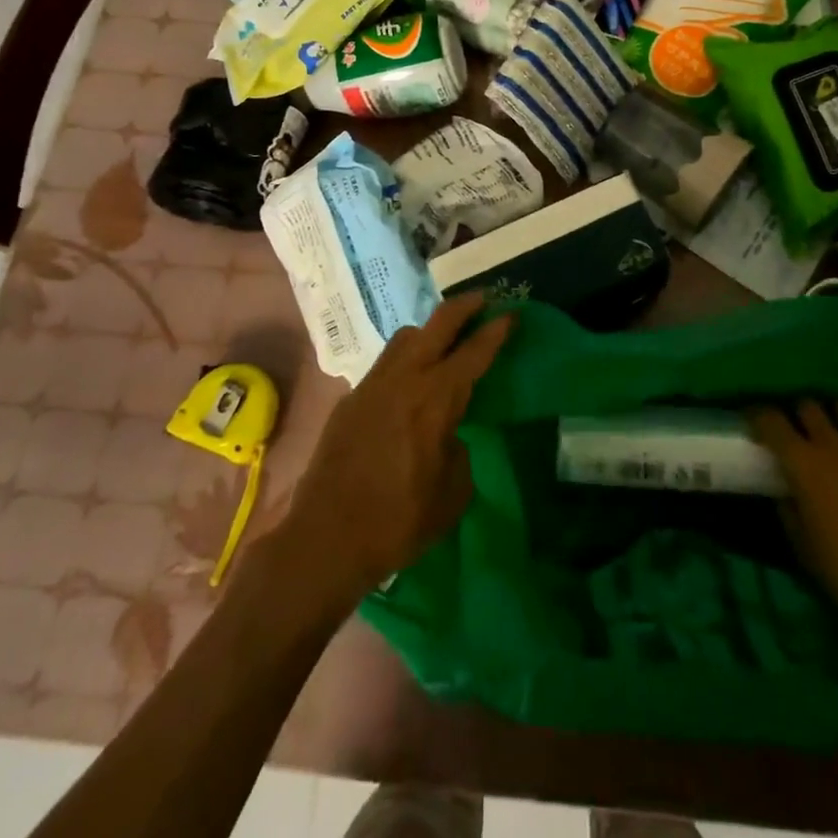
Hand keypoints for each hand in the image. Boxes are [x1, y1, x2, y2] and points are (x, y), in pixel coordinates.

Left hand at [280, 292, 512, 603]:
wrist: (326, 539)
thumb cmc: (399, 520)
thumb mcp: (452, 494)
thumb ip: (458, 452)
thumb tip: (448, 437)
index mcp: (435, 399)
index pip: (473, 352)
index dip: (496, 331)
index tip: (512, 313)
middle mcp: (404, 379)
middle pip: (437, 324)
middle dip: (463, 307)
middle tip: (483, 299)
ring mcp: (372, 384)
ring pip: (405, 337)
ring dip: (430, 330)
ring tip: (444, 339)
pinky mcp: (350, 399)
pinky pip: (385, 363)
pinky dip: (405, 358)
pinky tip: (409, 381)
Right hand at [750, 400, 837, 642]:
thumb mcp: (804, 548)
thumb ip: (789, 511)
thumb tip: (785, 491)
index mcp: (804, 464)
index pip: (771, 421)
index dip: (758, 415)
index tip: (754, 420)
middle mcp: (834, 444)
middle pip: (809, 406)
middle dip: (798, 414)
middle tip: (798, 430)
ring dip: (837, 414)